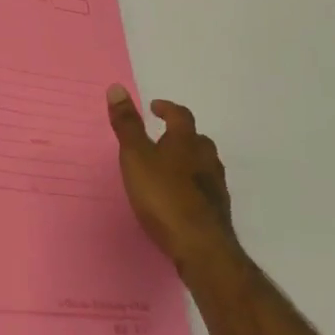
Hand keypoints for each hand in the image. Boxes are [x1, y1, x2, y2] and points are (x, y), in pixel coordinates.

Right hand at [106, 85, 235, 270]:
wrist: (201, 247)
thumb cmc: (164, 196)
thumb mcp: (136, 157)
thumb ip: (127, 125)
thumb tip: (116, 87)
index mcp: (186, 141)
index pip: (180, 115)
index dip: (167, 108)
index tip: (155, 107)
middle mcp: (206, 157)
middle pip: (196, 138)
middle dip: (180, 135)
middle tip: (163, 138)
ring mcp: (216, 185)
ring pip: (204, 163)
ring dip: (189, 160)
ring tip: (170, 168)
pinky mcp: (218, 211)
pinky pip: (205, 188)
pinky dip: (193, 185)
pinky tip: (181, 198)